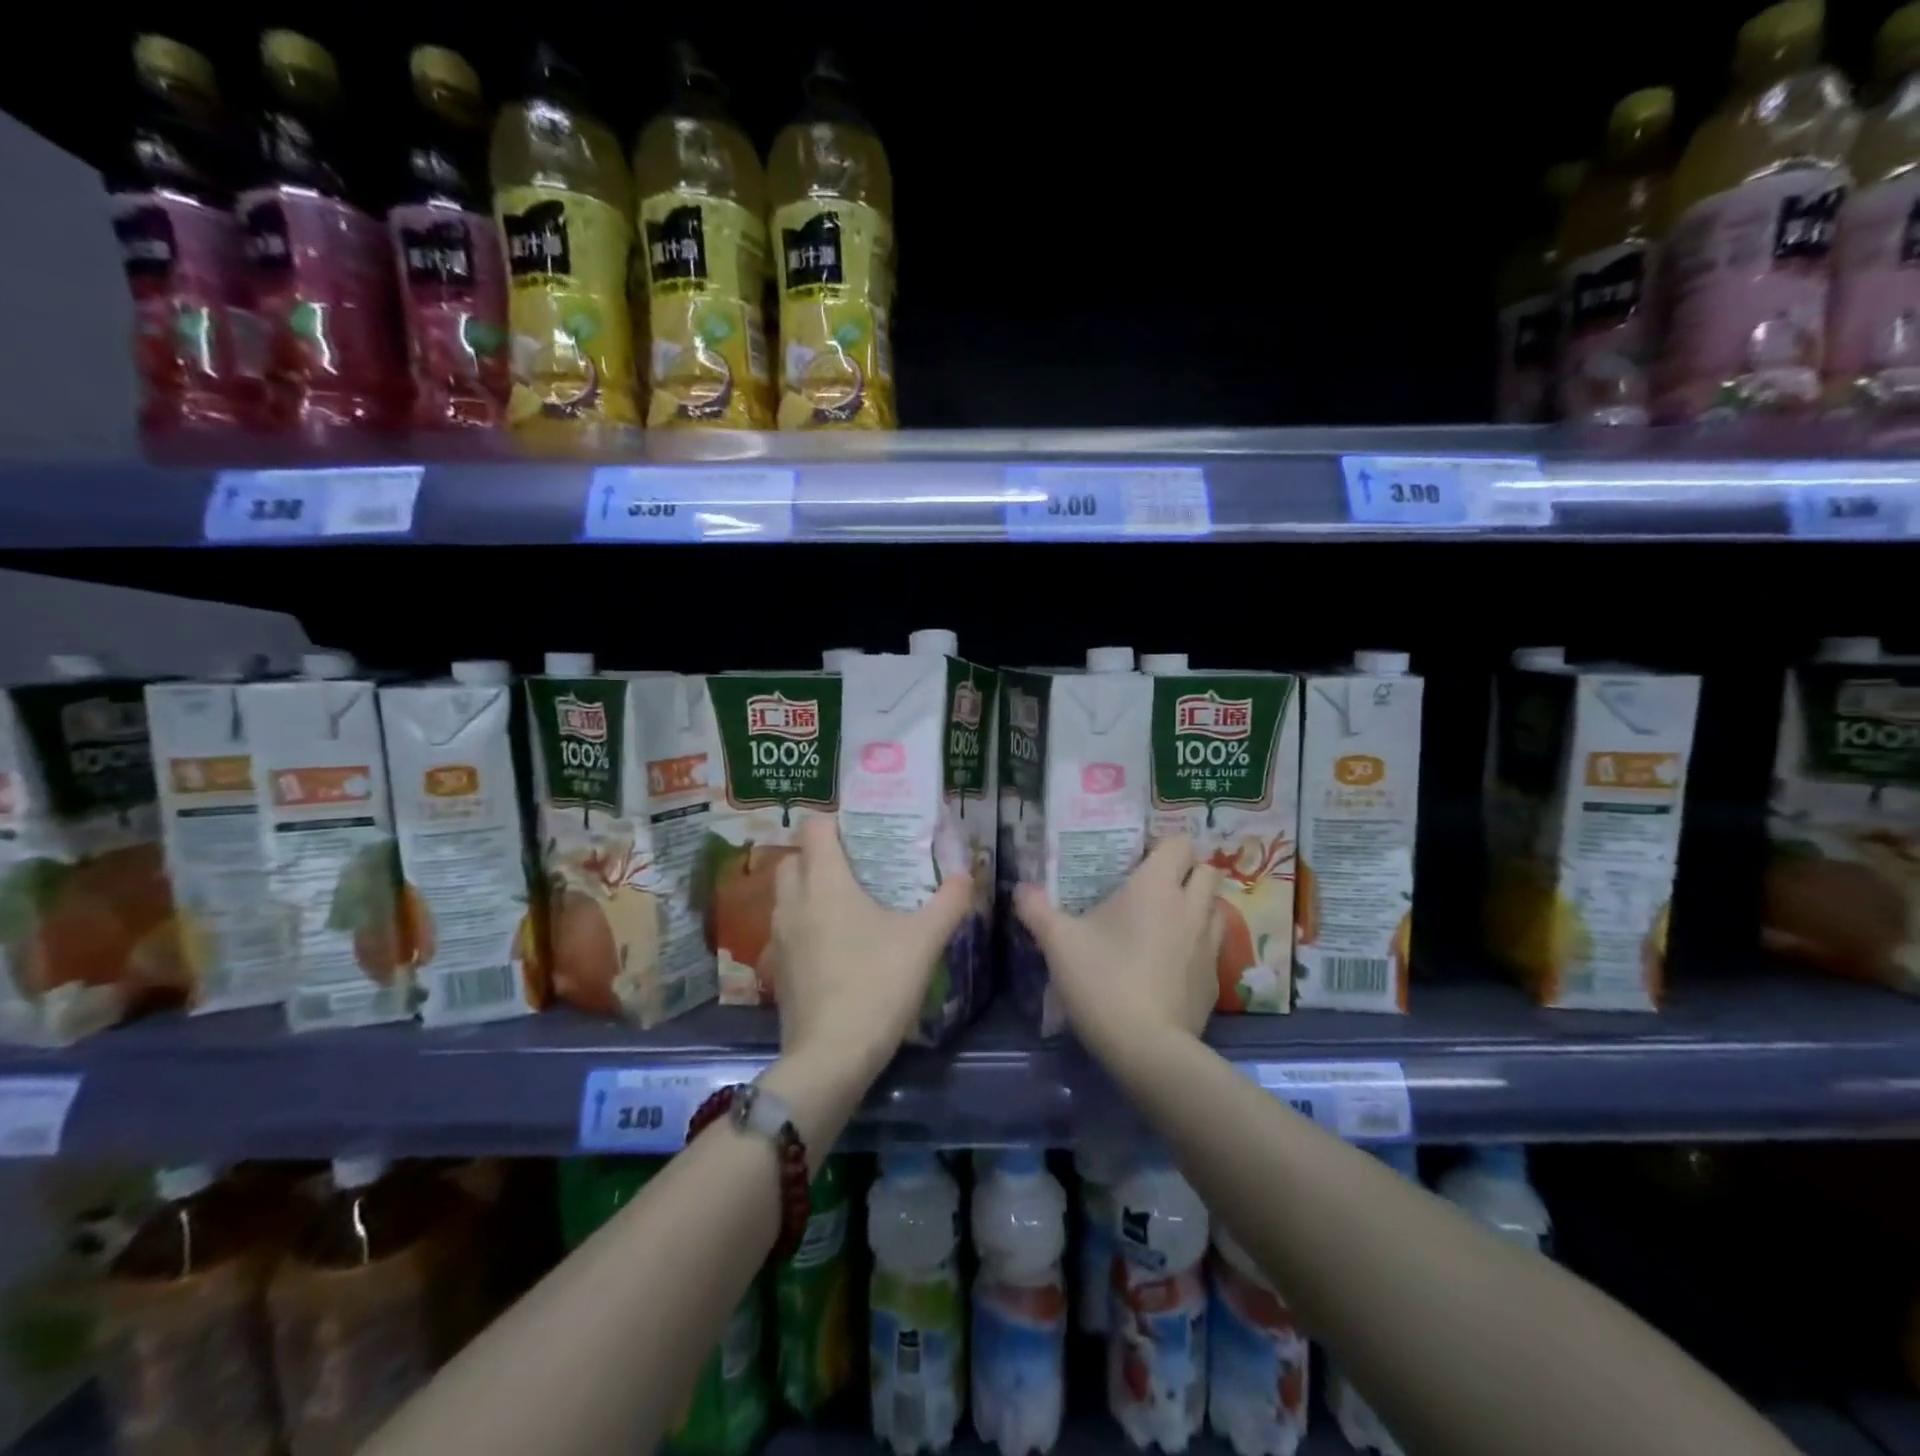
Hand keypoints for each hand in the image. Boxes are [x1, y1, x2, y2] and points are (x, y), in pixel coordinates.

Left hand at [767, 817, 973, 1071]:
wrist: (831, 1057)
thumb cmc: (877, 985)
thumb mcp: (925, 941)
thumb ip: (949, 902)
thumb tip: (967, 874)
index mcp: (824, 882)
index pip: (814, 827)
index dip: (836, 822)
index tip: (863, 831)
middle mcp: (793, 901)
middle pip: (794, 858)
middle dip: (820, 855)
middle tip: (858, 866)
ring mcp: (779, 937)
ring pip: (787, 895)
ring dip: (810, 889)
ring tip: (849, 903)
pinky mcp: (777, 969)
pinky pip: (787, 929)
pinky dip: (806, 925)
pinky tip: (836, 945)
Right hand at [1013, 836, 1222, 1057]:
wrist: (1147, 1048)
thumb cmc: (1102, 980)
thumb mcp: (1058, 942)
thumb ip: (1036, 909)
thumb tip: (1020, 888)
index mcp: (1156, 887)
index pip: (1179, 843)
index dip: (1162, 847)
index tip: (1138, 861)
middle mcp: (1191, 907)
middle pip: (1208, 870)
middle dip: (1187, 872)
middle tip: (1155, 888)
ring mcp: (1210, 944)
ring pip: (1217, 906)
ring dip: (1198, 906)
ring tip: (1168, 921)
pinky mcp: (1215, 979)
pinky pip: (1214, 946)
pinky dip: (1199, 945)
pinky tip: (1172, 963)